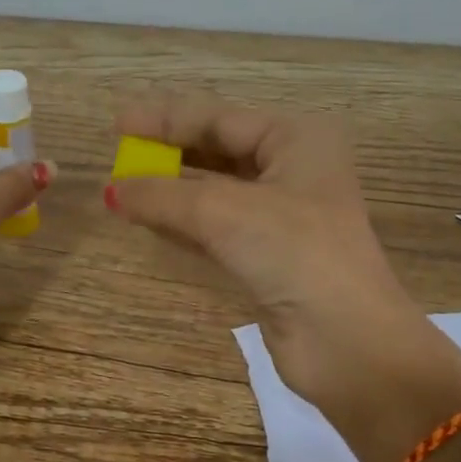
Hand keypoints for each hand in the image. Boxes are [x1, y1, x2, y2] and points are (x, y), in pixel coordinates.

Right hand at [106, 95, 460, 461]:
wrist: (348, 342)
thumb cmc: (294, 253)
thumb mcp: (224, 212)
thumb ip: (163, 195)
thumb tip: (112, 190)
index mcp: (297, 139)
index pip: (219, 118)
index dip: (165, 120)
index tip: (118, 123)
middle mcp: (293, 170)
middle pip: (218, 150)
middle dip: (168, 153)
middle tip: (119, 153)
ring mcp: (282, 216)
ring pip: (214, 191)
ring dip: (171, 190)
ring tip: (122, 186)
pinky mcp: (268, 256)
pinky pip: (216, 228)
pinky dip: (183, 223)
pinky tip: (148, 220)